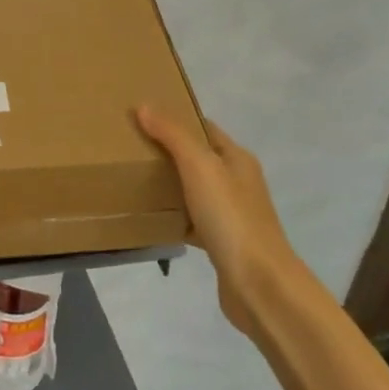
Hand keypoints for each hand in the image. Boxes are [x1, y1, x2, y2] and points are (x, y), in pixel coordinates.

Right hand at [136, 105, 297, 336]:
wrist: (258, 283)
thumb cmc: (230, 217)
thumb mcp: (199, 167)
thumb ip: (173, 136)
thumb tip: (145, 106)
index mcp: (237, 159)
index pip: (204, 128)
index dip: (176, 118)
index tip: (142, 116)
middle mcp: (237, 182)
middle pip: (199, 158)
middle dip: (168, 151)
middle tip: (130, 147)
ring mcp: (231, 214)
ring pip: (194, 191)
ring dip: (170, 185)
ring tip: (134, 179)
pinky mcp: (221, 243)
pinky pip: (192, 221)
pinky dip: (174, 218)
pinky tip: (151, 220)